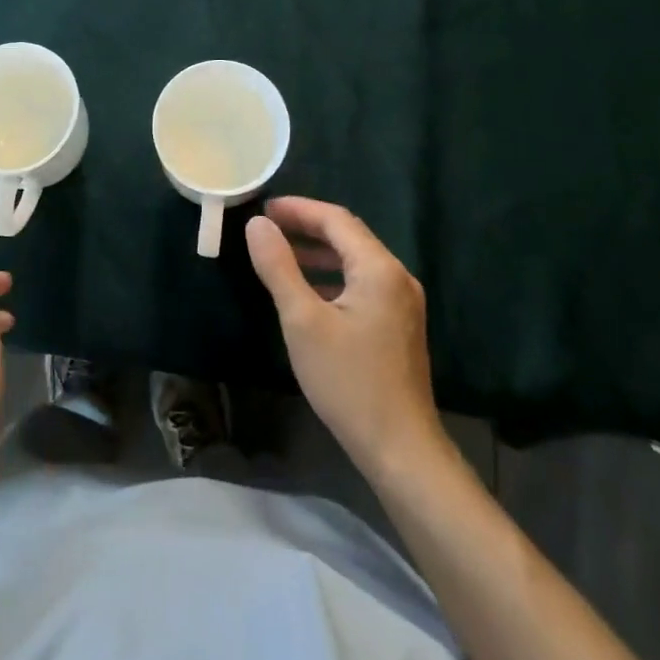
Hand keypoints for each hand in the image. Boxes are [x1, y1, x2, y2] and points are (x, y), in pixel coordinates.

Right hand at [245, 195, 447, 481]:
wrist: (401, 451)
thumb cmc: (349, 382)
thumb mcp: (302, 321)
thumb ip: (278, 267)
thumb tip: (257, 224)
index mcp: (379, 268)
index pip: (336, 219)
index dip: (298, 209)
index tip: (263, 208)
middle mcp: (397, 276)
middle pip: (348, 235)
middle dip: (307, 226)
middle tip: (268, 226)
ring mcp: (402, 302)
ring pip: (355, 259)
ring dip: (319, 251)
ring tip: (281, 252)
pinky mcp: (399, 325)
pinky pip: (362, 282)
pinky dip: (333, 275)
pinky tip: (309, 290)